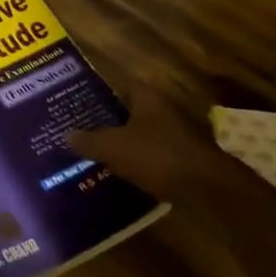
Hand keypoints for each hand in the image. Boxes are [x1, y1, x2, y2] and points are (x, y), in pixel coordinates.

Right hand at [69, 81, 243, 205]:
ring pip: (143, 137)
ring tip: (98, 157)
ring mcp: (179, 136)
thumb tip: (68, 134)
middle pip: (131, 113)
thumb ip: (89, 140)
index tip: (79, 107)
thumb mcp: (114, 147)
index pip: (120, 86)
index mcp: (148, 98)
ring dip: (125, 146)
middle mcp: (165, 111)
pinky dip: (140, 165)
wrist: (207, 190)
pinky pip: (155, 158)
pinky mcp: (185, 161)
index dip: (100, 95)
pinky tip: (122, 177)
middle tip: (83, 134)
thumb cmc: (158, 156)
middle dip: (110, 123)